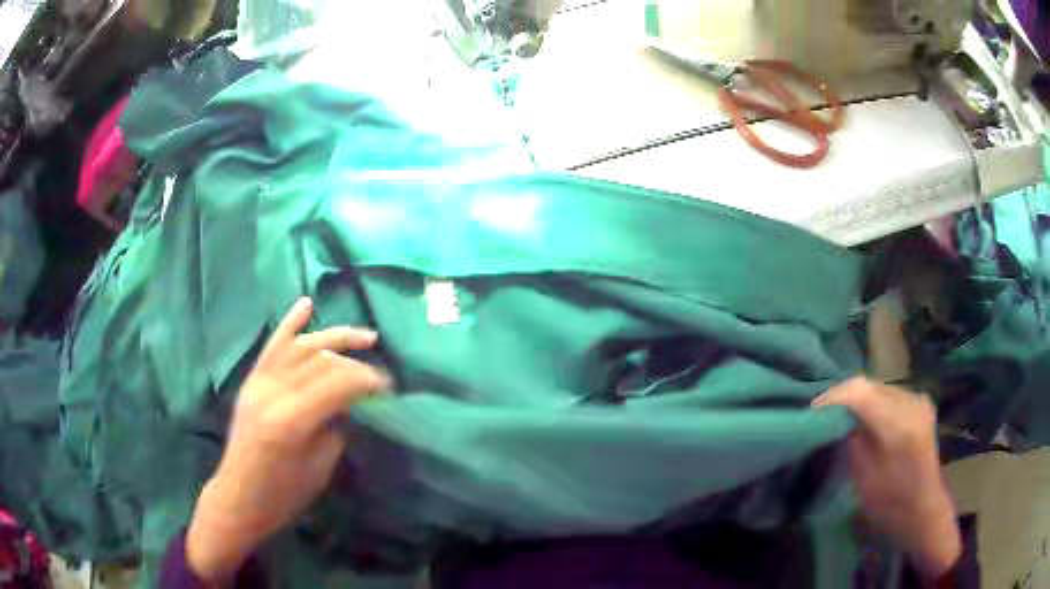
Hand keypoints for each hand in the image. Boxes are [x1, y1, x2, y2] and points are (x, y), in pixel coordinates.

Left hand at [187, 298, 389, 581]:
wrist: (238, 497)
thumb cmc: (283, 495)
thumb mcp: (319, 468)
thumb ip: (335, 427)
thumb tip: (350, 403)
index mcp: (291, 420)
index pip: (337, 384)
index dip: (367, 380)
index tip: (389, 387)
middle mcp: (273, 392)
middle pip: (322, 362)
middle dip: (356, 363)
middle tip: (380, 374)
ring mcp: (258, 383)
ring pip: (300, 347)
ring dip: (334, 337)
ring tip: (363, 336)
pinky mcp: (251, 381)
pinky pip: (272, 346)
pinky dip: (290, 323)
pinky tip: (306, 305)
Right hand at [813, 378, 960, 577]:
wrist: (924, 509)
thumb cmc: (891, 505)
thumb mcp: (864, 479)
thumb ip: (851, 441)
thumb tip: (834, 417)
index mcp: (899, 426)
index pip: (860, 393)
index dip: (832, 397)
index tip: (810, 410)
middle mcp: (911, 403)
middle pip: (869, 385)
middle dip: (841, 396)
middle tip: (820, 413)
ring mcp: (918, 400)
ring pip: (877, 386)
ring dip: (856, 398)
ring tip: (837, 415)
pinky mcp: (919, 402)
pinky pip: (888, 394)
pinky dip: (870, 402)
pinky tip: (861, 417)